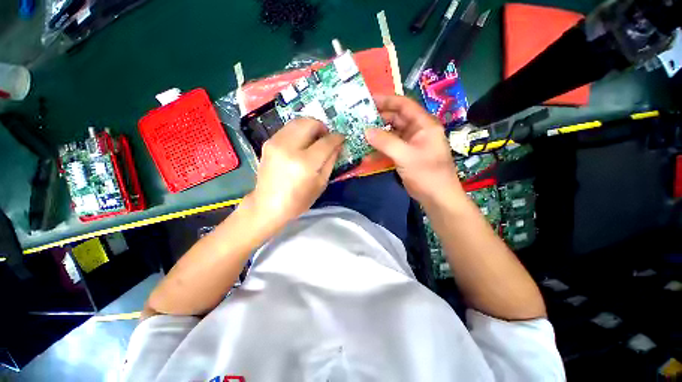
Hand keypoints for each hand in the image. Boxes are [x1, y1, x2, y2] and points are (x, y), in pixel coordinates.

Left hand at [245, 118, 344, 228]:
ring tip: (315, 139)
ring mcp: (276, 143)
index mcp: (305, 163)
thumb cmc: (298, 200)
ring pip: (298, 121)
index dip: (337, 138)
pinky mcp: (268, 143)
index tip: (341, 138)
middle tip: (326, 137)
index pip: (326, 142)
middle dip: (322, 127)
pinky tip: (301, 143)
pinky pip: (288, 128)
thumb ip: (331, 161)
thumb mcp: (321, 184)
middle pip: (310, 123)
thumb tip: (337, 144)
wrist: (268, 205)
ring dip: (310, 126)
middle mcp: (289, 148)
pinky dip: (299, 131)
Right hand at [366, 95, 462, 205]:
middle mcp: (417, 130)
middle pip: (396, 118)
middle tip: (359, 119)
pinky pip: (390, 146)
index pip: (404, 105)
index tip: (368, 100)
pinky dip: (380, 147)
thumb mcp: (406, 156)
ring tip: (360, 133)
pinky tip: (367, 150)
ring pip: (391, 133)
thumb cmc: (427, 174)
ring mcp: (410, 143)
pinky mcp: (405, 154)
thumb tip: (365, 131)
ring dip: (377, 133)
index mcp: (423, 124)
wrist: (437, 197)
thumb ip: (385, 142)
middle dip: (378, 118)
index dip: (386, 100)